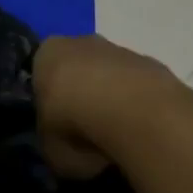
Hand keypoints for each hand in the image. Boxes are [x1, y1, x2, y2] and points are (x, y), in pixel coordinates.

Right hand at [34, 34, 177, 180]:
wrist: (133, 112)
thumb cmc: (76, 126)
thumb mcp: (50, 149)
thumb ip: (53, 143)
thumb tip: (65, 148)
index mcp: (46, 54)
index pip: (41, 75)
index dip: (50, 104)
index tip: (58, 129)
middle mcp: (80, 42)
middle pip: (77, 70)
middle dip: (82, 97)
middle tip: (87, 134)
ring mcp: (118, 50)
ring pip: (109, 77)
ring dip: (112, 101)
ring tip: (118, 139)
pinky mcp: (150, 63)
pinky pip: (137, 88)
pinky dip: (138, 107)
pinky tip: (142, 132)